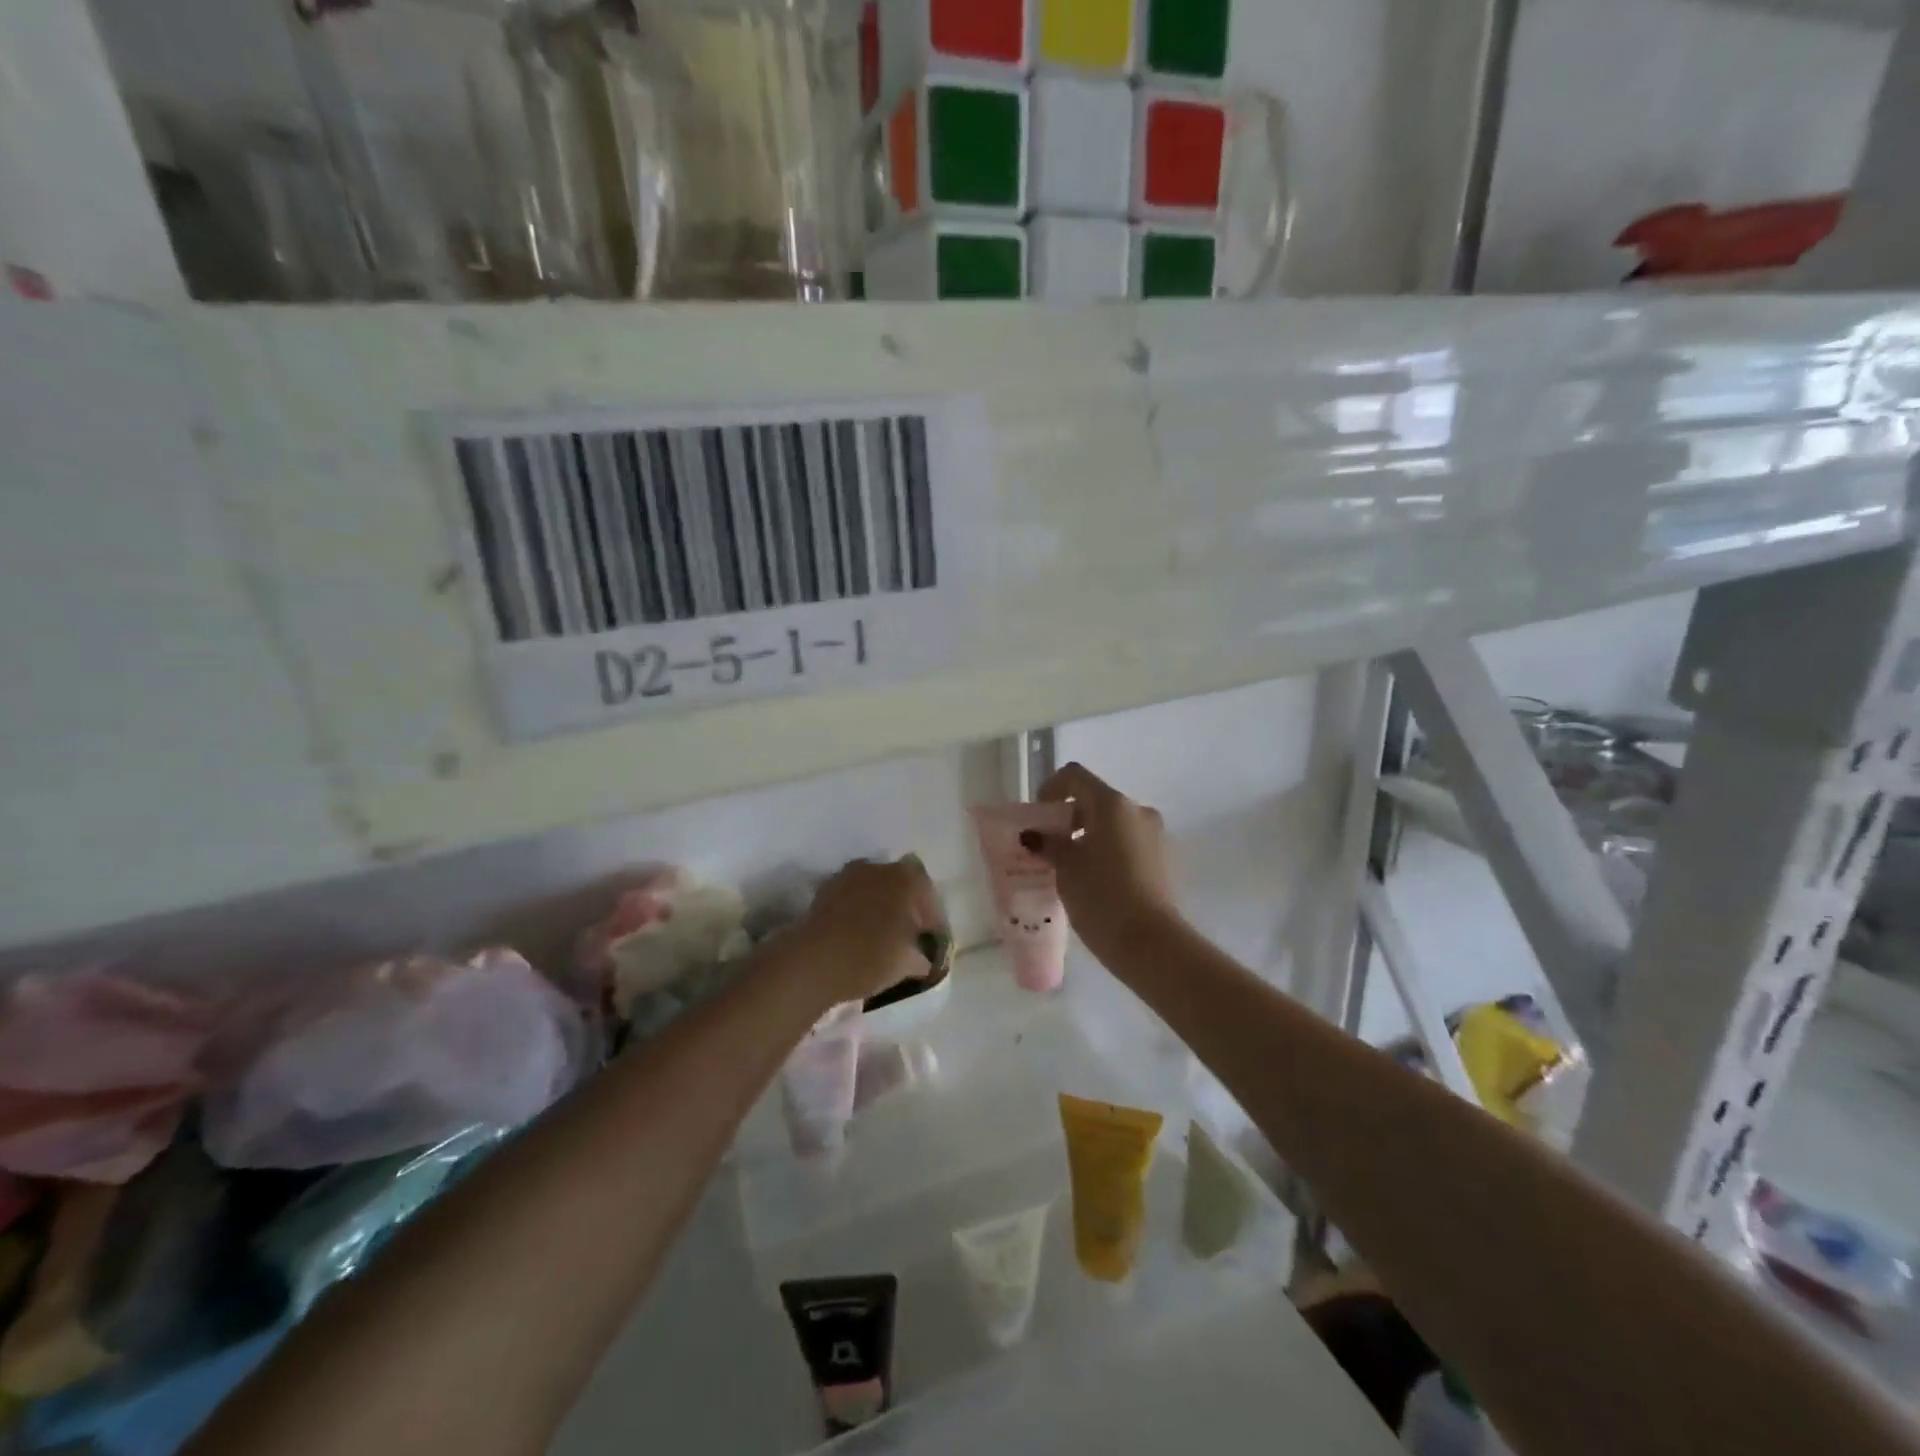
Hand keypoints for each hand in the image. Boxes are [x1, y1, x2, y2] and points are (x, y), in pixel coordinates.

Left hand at [787, 856, 946, 1008]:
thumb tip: (923, 959)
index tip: (930, 941)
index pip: (929, 896)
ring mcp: (850, 874)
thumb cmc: (870, 957)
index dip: (932, 920)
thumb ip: (922, 957)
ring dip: (880, 905)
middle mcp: (880, 868)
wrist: (813, 960)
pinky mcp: (826, 887)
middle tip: (907, 936)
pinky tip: (856, 932)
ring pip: (875, 888)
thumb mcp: (907, 964)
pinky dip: (858, 909)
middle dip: (906, 907)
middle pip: (901, 885)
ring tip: (880, 934)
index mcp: (908, 879)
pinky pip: (852, 895)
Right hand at [1033, 763, 1177, 955]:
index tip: (1039, 818)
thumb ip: (1048, 844)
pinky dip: (1108, 850)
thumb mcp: (1066, 869)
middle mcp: (1138, 810)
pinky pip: (1128, 842)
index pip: (1074, 776)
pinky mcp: (1164, 859)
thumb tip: (1034, 836)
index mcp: (1112, 804)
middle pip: (1096, 799)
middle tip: (1049, 846)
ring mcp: (1155, 834)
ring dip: (1089, 835)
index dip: (1051, 789)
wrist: (1151, 943)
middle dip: (1069, 818)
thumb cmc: (1101, 897)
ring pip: (1113, 823)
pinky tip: (1095, 880)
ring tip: (1070, 868)